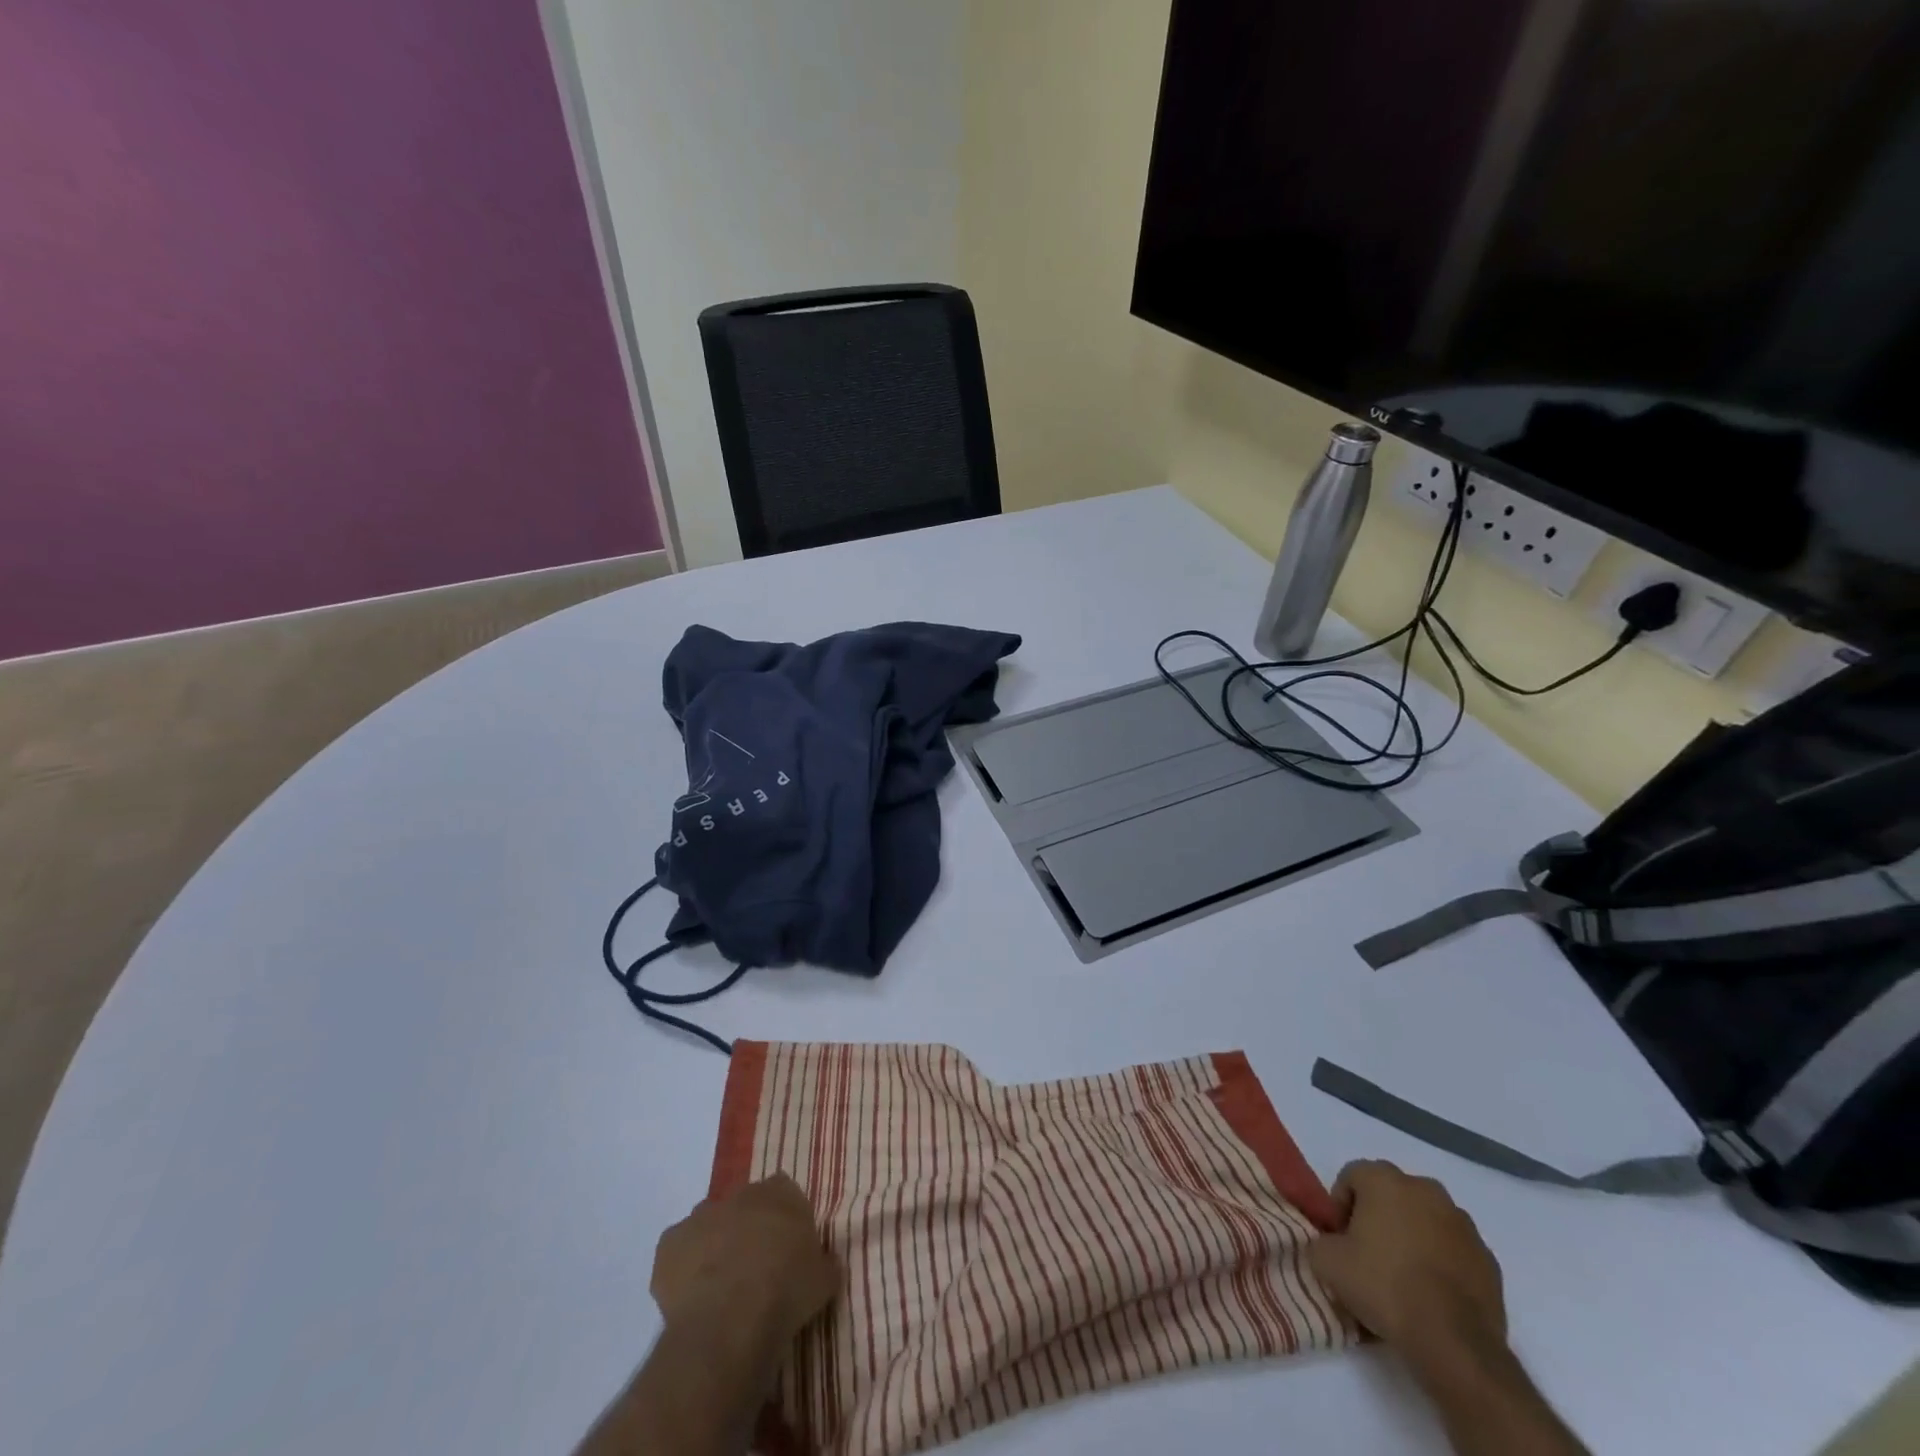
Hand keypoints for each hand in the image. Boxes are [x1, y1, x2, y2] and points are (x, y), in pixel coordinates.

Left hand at [651, 1174, 840, 1347]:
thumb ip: (825, 1263)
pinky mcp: (669, 1244)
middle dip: (746, 1230)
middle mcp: (740, 1193)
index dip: (783, 1220)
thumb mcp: (824, 1280)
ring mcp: (701, 1215)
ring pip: (708, 1225)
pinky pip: (676, 1252)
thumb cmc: (787, 1291)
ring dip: (713, 1246)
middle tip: (753, 1269)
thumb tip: (827, 1261)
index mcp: (781, 1192)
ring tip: (720, 1288)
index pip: (784, 1192)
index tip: (785, 1249)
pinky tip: (691, 1297)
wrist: (732, 1317)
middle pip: (743, 1206)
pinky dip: (681, 1269)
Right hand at [1307, 1160, 1505, 1361]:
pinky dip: (1442, 1261)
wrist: (1454, 1343)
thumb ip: (1320, 1240)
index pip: (1352, 1176)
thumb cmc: (1384, 1286)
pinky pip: (1454, 1249)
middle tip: (1368, 1253)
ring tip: (1403, 1277)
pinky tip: (1432, 1294)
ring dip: (1413, 1236)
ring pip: (1426, 1219)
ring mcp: (1463, 1224)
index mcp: (1385, 1179)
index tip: (1340, 1239)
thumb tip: (1330, 1243)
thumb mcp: (1327, 1262)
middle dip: (1378, 1216)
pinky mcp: (1489, 1260)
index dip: (1340, 1205)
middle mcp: (1426, 1189)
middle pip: (1392, 1193)